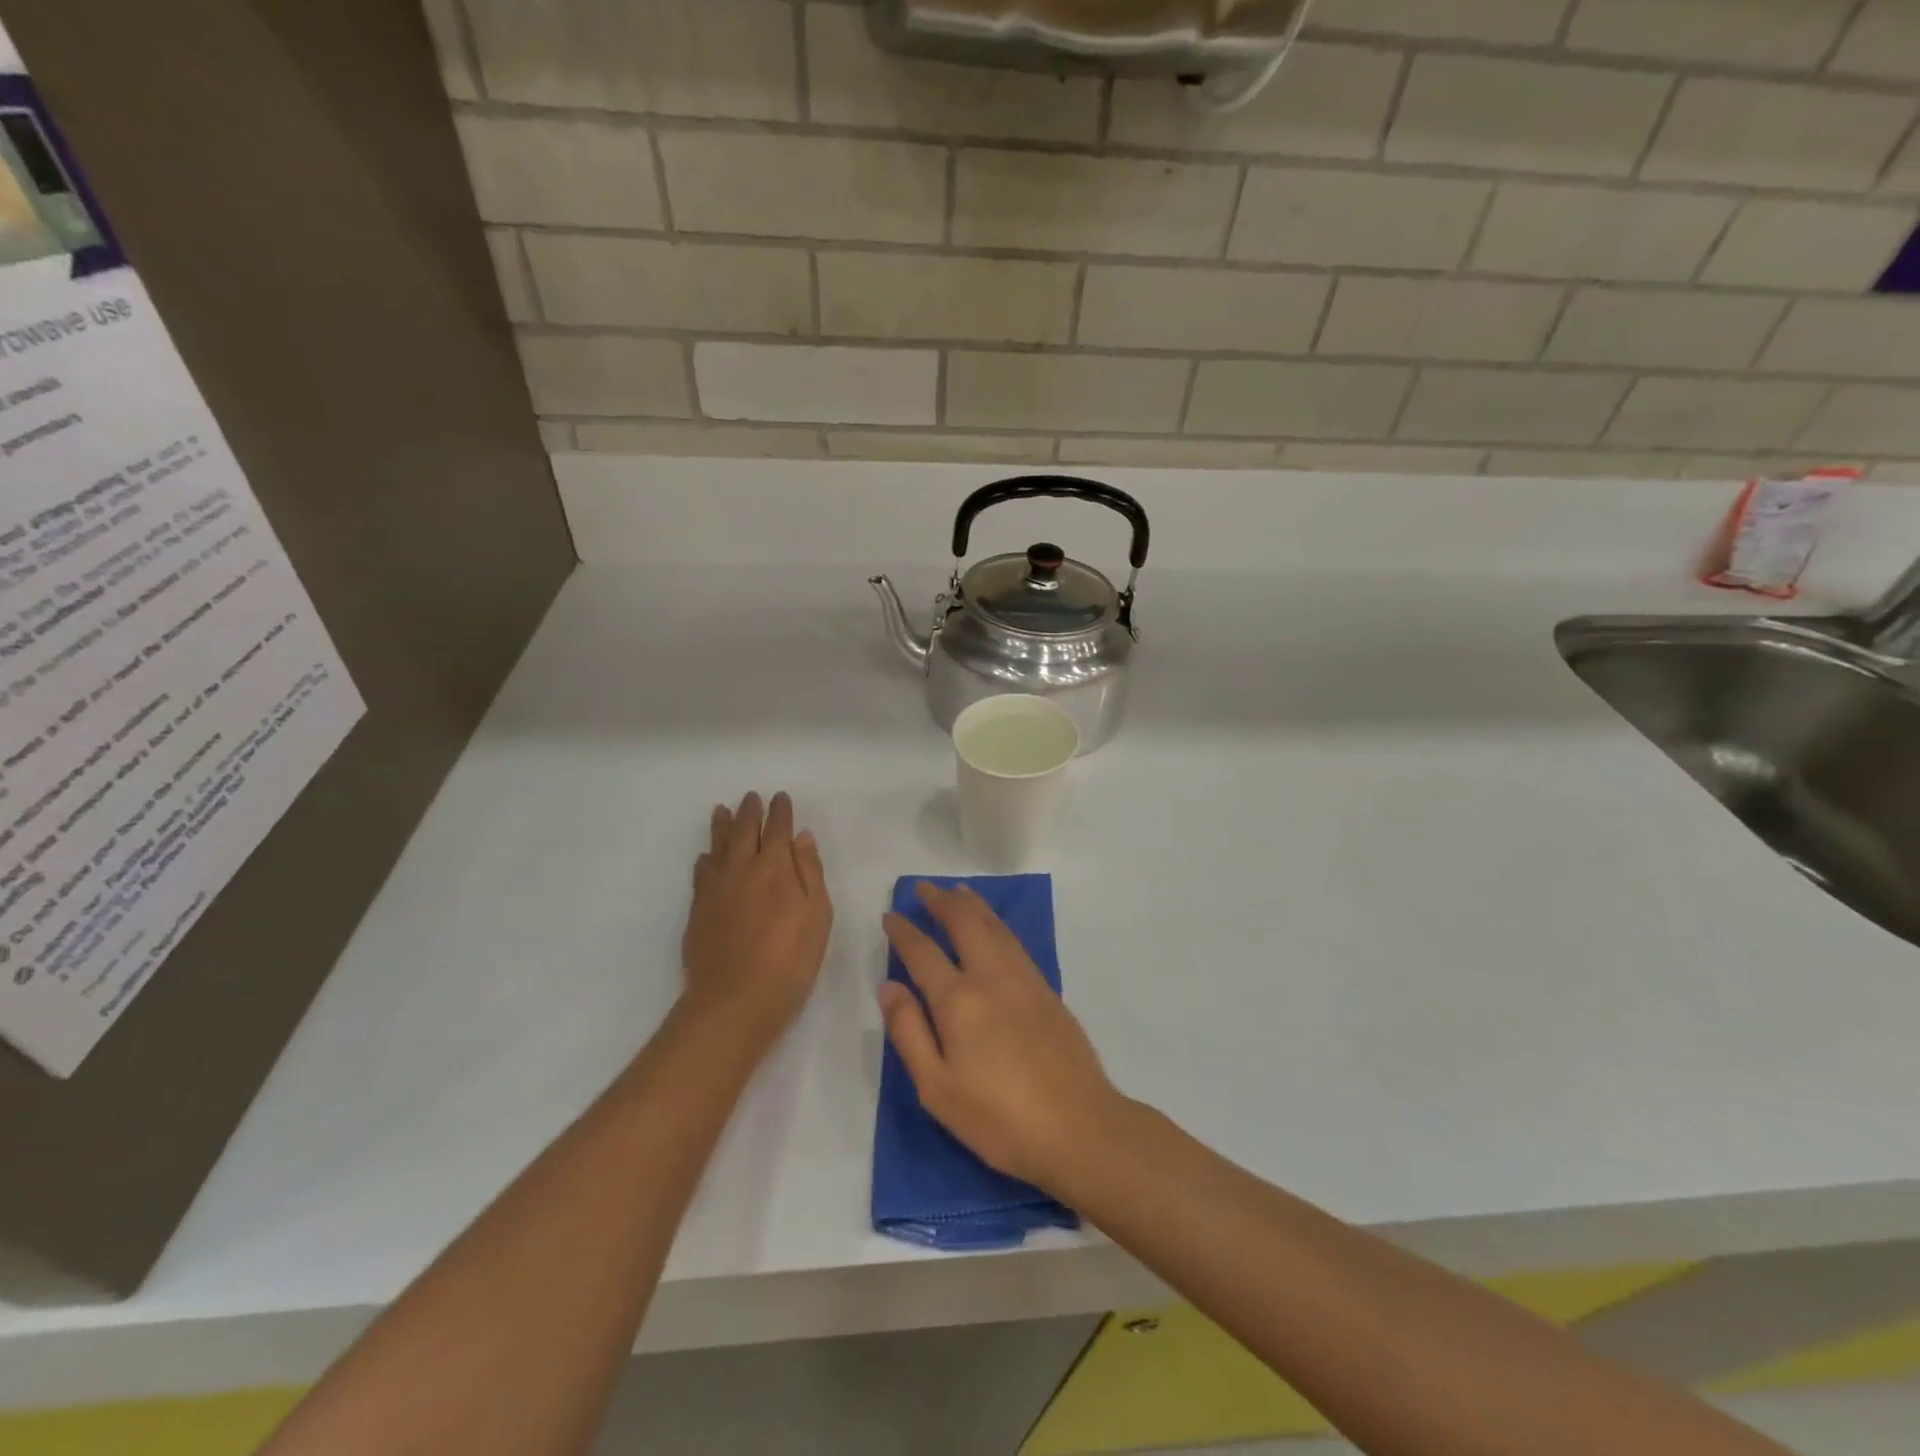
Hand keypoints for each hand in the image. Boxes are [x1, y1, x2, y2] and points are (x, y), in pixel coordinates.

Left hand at [681, 792, 831, 1046]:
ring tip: (722, 811)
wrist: (735, 1000)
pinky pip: (701, 872)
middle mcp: (742, 868)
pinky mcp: (698, 909)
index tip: (780, 798)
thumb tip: (801, 837)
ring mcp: (716, 888)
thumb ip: (809, 872)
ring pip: (718, 846)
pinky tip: (707, 857)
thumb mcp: (817, 915)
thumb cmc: (790, 959)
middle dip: (750, 811)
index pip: (777, 829)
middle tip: (751, 797)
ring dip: (722, 826)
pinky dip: (706, 858)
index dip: (780, 812)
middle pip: (745, 831)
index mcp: (776, 867)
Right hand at [880, 883, 1123, 1191]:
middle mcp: (991, 977)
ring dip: (972, 905)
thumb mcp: (937, 1087)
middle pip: (964, 923)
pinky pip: (1014, 941)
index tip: (890, 915)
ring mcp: (1024, 979)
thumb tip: (888, 986)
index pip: (923, 952)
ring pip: (994, 926)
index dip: (904, 931)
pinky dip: (996, 923)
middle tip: (924, 888)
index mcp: (958, 1000)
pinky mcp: (1047, 990)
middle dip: (941, 901)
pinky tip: (994, 926)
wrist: (1079, 1126)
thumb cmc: (998, 1118)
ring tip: (957, 891)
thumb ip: (909, 1031)